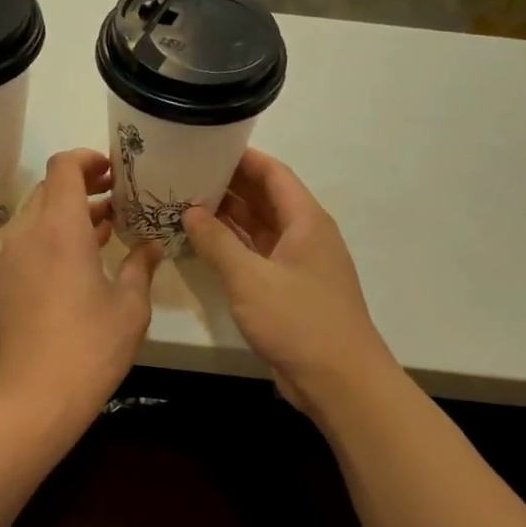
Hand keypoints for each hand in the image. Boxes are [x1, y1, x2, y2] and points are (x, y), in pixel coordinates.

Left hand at [0, 149, 163, 421]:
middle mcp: (29, 233)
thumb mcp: (131, 306)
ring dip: (69, 210)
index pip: (65, 167)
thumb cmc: (90, 347)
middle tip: (118, 194)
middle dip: (83, 183)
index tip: (116, 170)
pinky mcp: (7, 280)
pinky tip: (84, 256)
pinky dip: (55, 233)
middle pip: (50, 187)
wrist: (35, 396)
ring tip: (107, 224)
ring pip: (38, 213)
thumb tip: (152, 245)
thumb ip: (142, 266)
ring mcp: (12, 257)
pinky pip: (30, 239)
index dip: (89, 159)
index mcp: (60, 228)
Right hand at [182, 150, 395, 418]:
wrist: (339, 380)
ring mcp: (299, 265)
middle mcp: (305, 236)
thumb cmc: (298, 321)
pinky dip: (234, 248)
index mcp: (306, 221)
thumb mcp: (250, 278)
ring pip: (260, 229)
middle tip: (186, 175)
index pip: (274, 174)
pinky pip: (258, 257)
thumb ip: (217, 243)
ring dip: (228, 218)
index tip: (207, 146)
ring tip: (186, 204)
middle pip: (266, 199)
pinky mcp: (290, 291)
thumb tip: (191, 211)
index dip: (243, 158)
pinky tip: (204, 245)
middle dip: (229, 186)